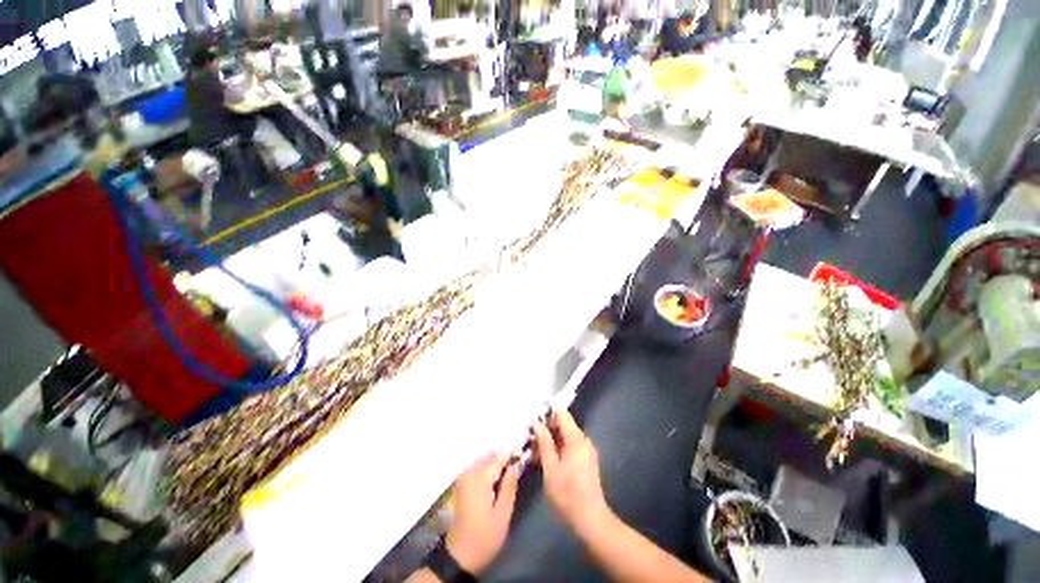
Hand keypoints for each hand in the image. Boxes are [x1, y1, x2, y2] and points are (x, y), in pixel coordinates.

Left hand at [445, 453, 519, 574]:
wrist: (461, 553)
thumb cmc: (486, 536)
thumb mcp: (503, 513)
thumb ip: (509, 487)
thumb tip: (516, 465)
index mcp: (478, 481)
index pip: (497, 459)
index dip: (512, 454)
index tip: (528, 450)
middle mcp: (466, 477)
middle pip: (486, 458)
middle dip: (502, 456)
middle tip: (522, 459)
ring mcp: (460, 483)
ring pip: (479, 464)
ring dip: (494, 462)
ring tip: (514, 466)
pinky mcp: (459, 491)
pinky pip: (473, 471)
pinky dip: (485, 470)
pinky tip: (498, 477)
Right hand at [533, 409, 610, 533]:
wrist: (587, 515)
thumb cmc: (566, 493)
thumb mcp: (550, 469)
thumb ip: (545, 445)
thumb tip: (537, 424)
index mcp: (577, 441)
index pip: (563, 416)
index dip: (546, 414)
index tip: (528, 417)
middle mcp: (584, 443)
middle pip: (564, 427)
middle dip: (545, 429)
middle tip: (524, 436)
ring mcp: (585, 454)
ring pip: (564, 440)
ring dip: (548, 442)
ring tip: (527, 449)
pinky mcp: (583, 464)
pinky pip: (568, 450)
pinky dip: (554, 451)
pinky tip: (539, 460)